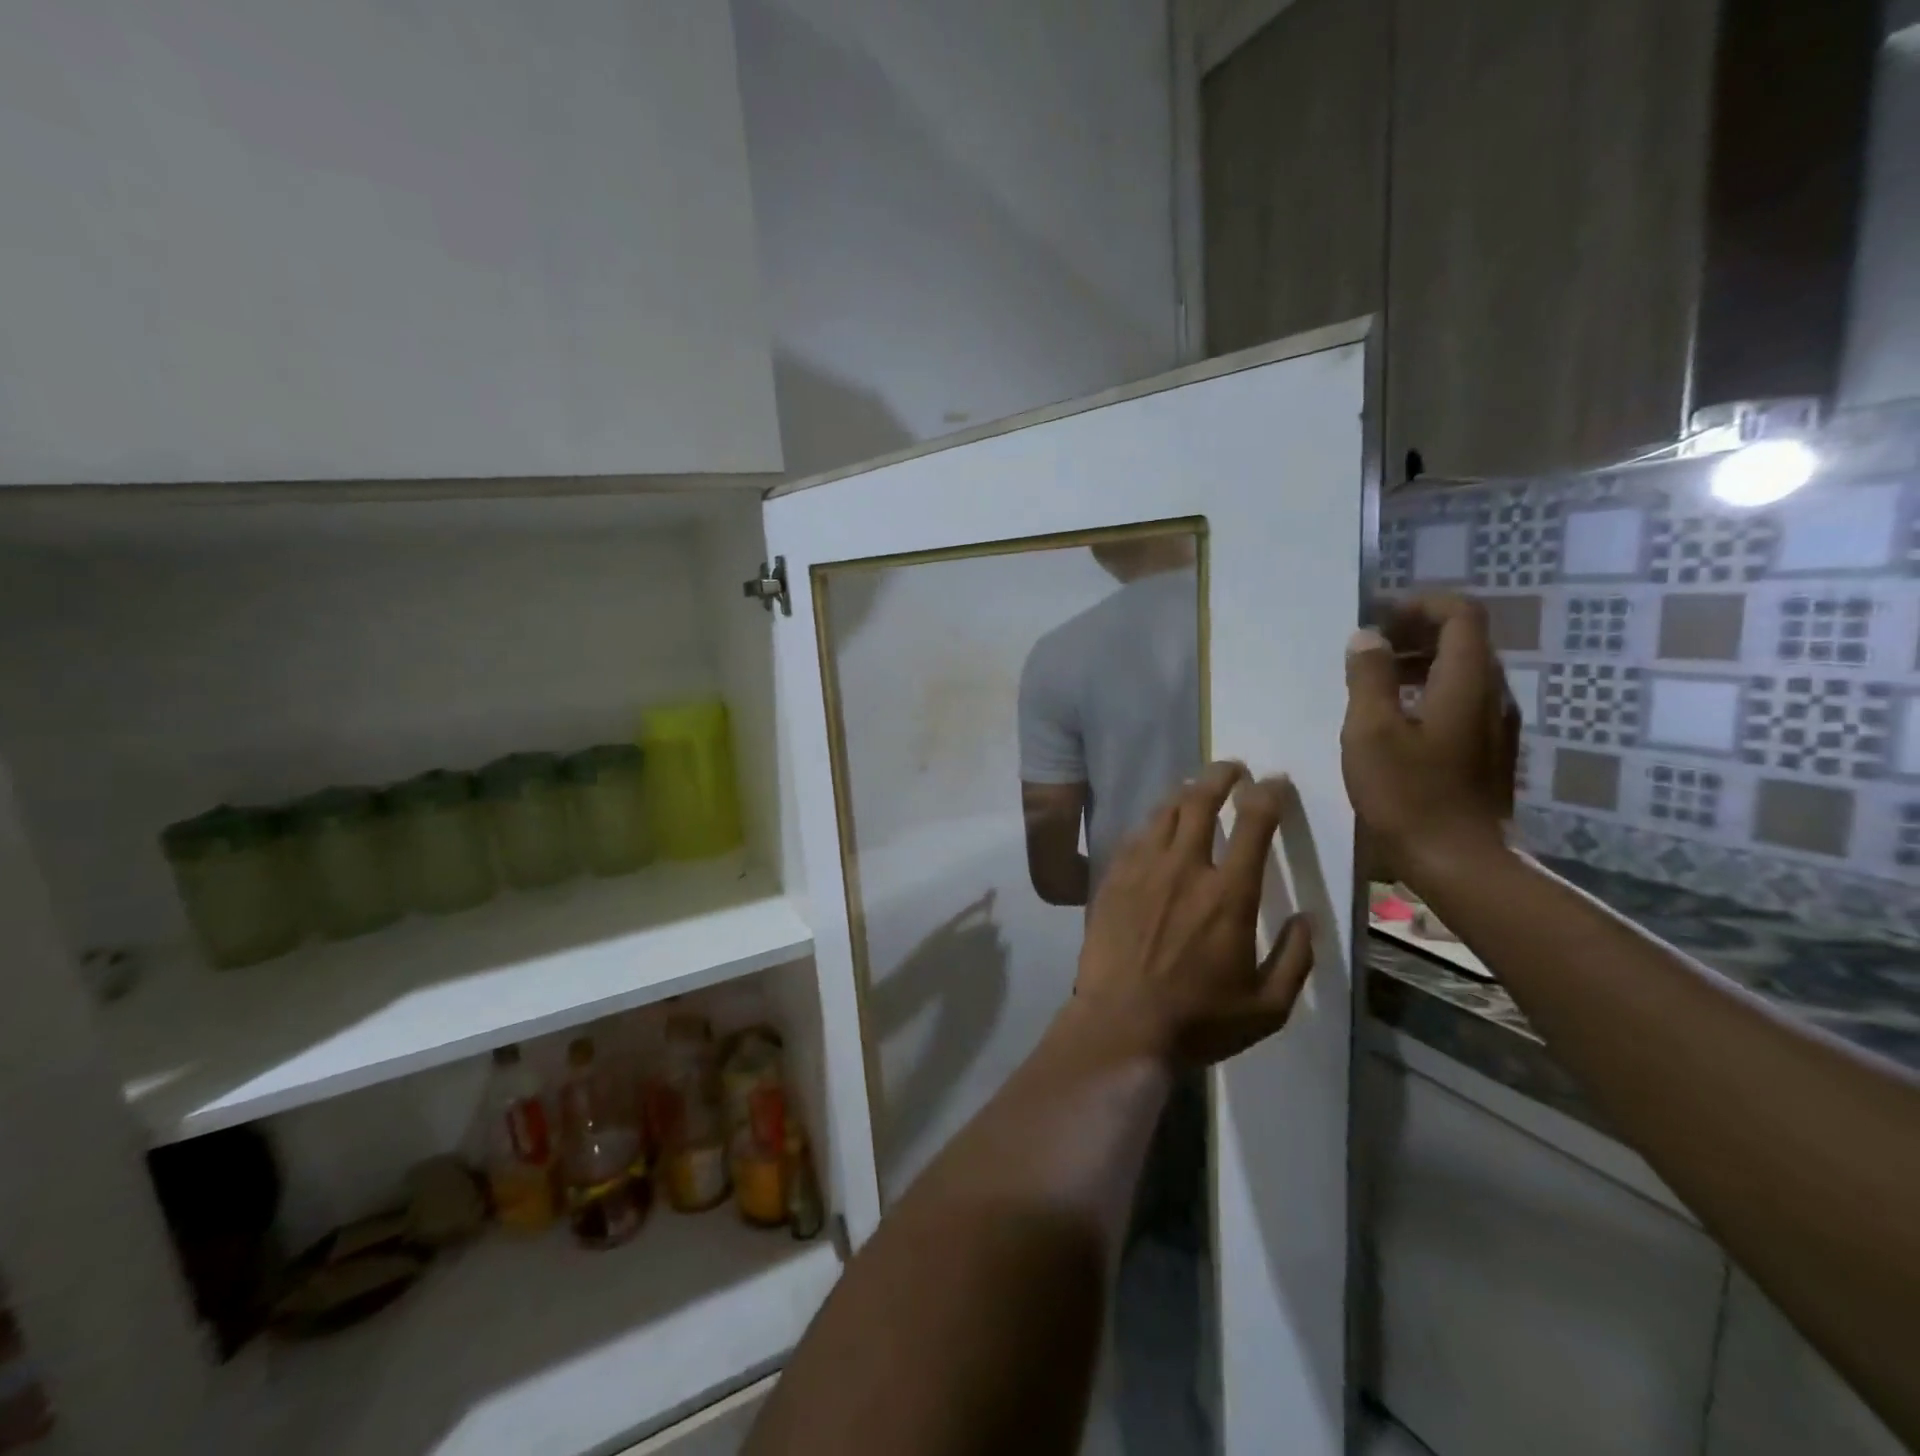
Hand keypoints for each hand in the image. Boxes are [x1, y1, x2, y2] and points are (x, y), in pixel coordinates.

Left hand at [1068, 761, 1313, 1068]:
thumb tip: (1307, 918)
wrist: (1121, 1025)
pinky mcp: (1113, 878)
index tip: (1275, 783)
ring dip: (1185, 793)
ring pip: (1163, 811)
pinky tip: (1158, 826)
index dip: (1268, 795)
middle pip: (1200, 800)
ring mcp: (1142, 869)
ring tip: (1196, 789)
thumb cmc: (1198, 1020)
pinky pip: (1135, 835)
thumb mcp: (1268, 1006)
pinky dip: (1153, 821)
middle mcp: (1185, 868)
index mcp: (1229, 894)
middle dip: (1221, 775)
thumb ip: (1296, 958)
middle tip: (1233, 768)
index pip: (1254, 824)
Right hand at [1341, 595, 1517, 885]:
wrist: (1459, 862)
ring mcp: (1496, 726)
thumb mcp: (1371, 731)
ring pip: (1463, 672)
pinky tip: (1396, 720)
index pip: (1461, 615)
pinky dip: (1429, 692)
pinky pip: (1462, 701)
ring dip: (1420, 663)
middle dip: (1416, 632)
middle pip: (1465, 640)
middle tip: (1369, 648)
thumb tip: (1368, 637)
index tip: (1379, 619)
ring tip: (1374, 683)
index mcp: (1467, 682)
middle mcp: (1492, 695)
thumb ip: (1369, 677)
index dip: (1421, 605)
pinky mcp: (1489, 752)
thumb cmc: (1408, 794)